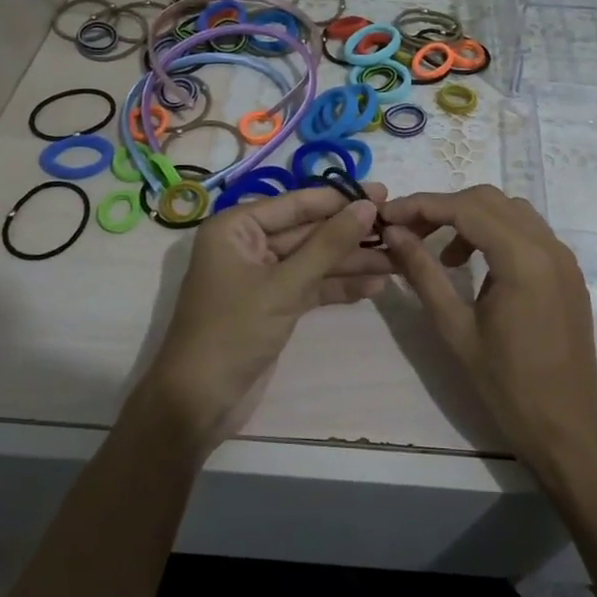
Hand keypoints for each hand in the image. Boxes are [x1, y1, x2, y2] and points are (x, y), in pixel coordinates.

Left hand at [135, 183, 390, 456]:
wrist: (199, 403)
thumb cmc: (234, 332)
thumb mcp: (284, 285)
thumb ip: (328, 245)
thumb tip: (367, 207)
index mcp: (236, 227)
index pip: (296, 203)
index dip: (340, 199)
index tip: (382, 193)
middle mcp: (248, 245)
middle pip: (308, 231)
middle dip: (350, 233)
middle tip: (398, 229)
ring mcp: (262, 276)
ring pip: (314, 260)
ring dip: (352, 261)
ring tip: (398, 260)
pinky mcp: (275, 304)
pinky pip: (312, 285)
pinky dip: (340, 286)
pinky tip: (376, 284)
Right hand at [381, 186, 596, 478]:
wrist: (566, 428)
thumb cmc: (506, 385)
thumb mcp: (455, 328)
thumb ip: (423, 273)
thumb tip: (393, 233)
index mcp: (523, 258)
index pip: (466, 208)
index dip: (422, 205)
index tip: (387, 215)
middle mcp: (549, 246)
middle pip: (489, 200)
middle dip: (445, 208)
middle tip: (409, 233)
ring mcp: (564, 257)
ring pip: (510, 210)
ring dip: (472, 218)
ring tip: (443, 255)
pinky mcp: (568, 272)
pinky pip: (528, 232)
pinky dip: (496, 233)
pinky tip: (476, 267)